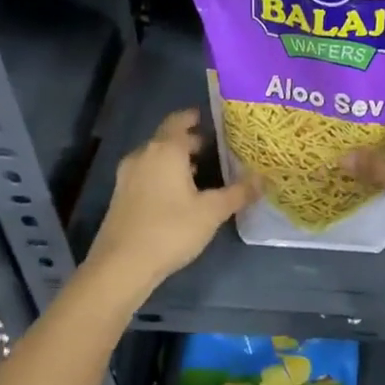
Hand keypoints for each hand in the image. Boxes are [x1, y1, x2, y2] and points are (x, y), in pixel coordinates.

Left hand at [84, 110, 257, 299]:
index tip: (217, 121)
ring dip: (178, 160)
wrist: (121, 267)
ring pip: (157, 157)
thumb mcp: (212, 211)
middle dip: (192, 141)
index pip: (180, 120)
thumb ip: (239, 192)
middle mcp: (144, 155)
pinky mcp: (121, 196)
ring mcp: (128, 176)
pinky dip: (165, 175)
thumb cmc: (170, 230)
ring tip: (204, 172)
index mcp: (166, 149)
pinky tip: (181, 194)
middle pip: (169, 138)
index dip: (197, 117)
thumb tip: (263, 179)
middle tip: (219, 149)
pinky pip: (148, 174)